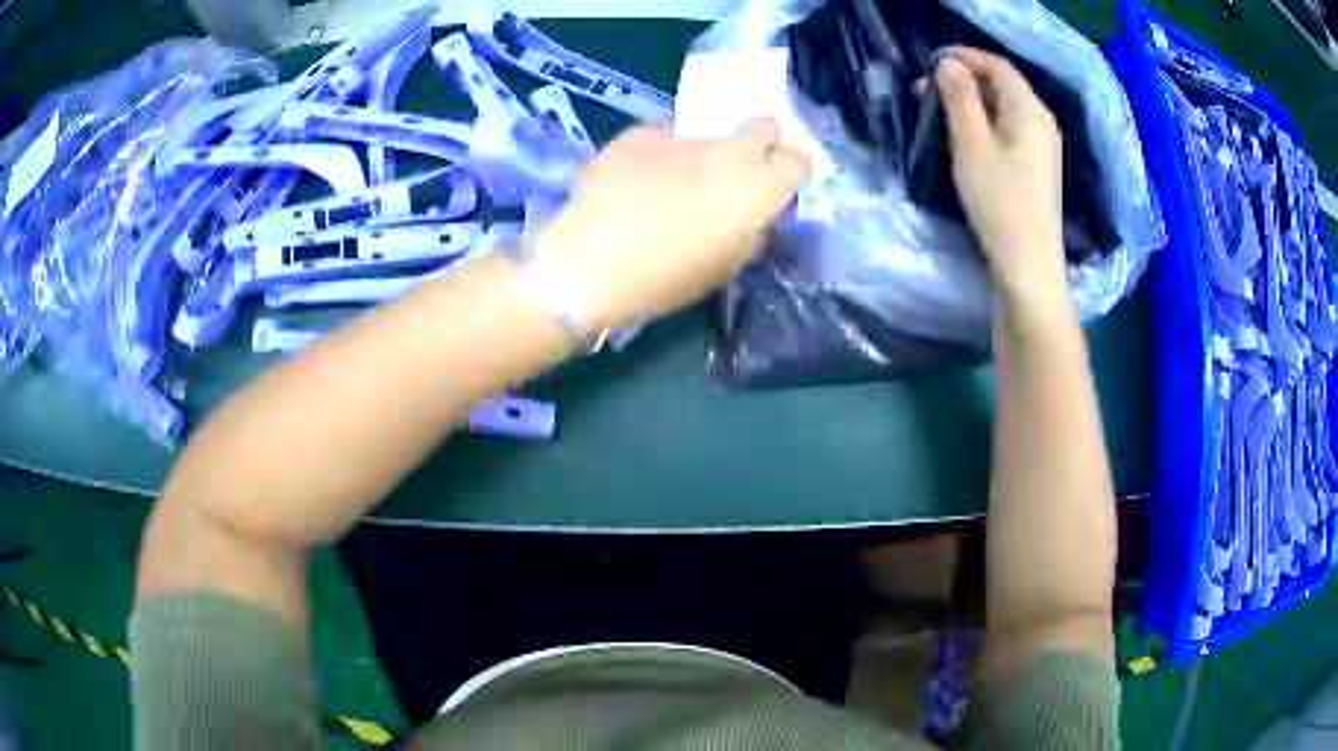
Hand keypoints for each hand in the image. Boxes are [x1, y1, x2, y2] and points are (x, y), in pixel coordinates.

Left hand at [523, 119, 810, 330]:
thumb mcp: (725, 266)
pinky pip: (663, 137)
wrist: (590, 262)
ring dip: (701, 155)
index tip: (775, 189)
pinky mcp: (641, 132)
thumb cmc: (666, 279)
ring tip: (668, 186)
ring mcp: (683, 136)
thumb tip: (755, 217)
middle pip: (765, 125)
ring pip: (708, 135)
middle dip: (759, 144)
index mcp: (758, 188)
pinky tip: (634, 181)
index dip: (789, 172)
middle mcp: (729, 152)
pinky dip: (658, 154)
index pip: (799, 159)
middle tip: (735, 174)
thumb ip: (751, 231)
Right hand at [935, 47, 1067, 313]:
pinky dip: (986, 123)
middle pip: (1004, 85)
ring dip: (973, 101)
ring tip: (940, 110)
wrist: (1029, 267)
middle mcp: (1042, 122)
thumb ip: (959, 98)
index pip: (997, 66)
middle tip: (927, 88)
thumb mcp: (971, 144)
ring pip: (1006, 108)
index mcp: (1029, 110)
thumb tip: (949, 65)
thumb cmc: (999, 203)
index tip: (929, 62)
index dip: (964, 57)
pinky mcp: (1038, 168)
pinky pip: (1010, 130)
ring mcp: (1043, 147)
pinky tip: (966, 137)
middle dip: (966, 79)